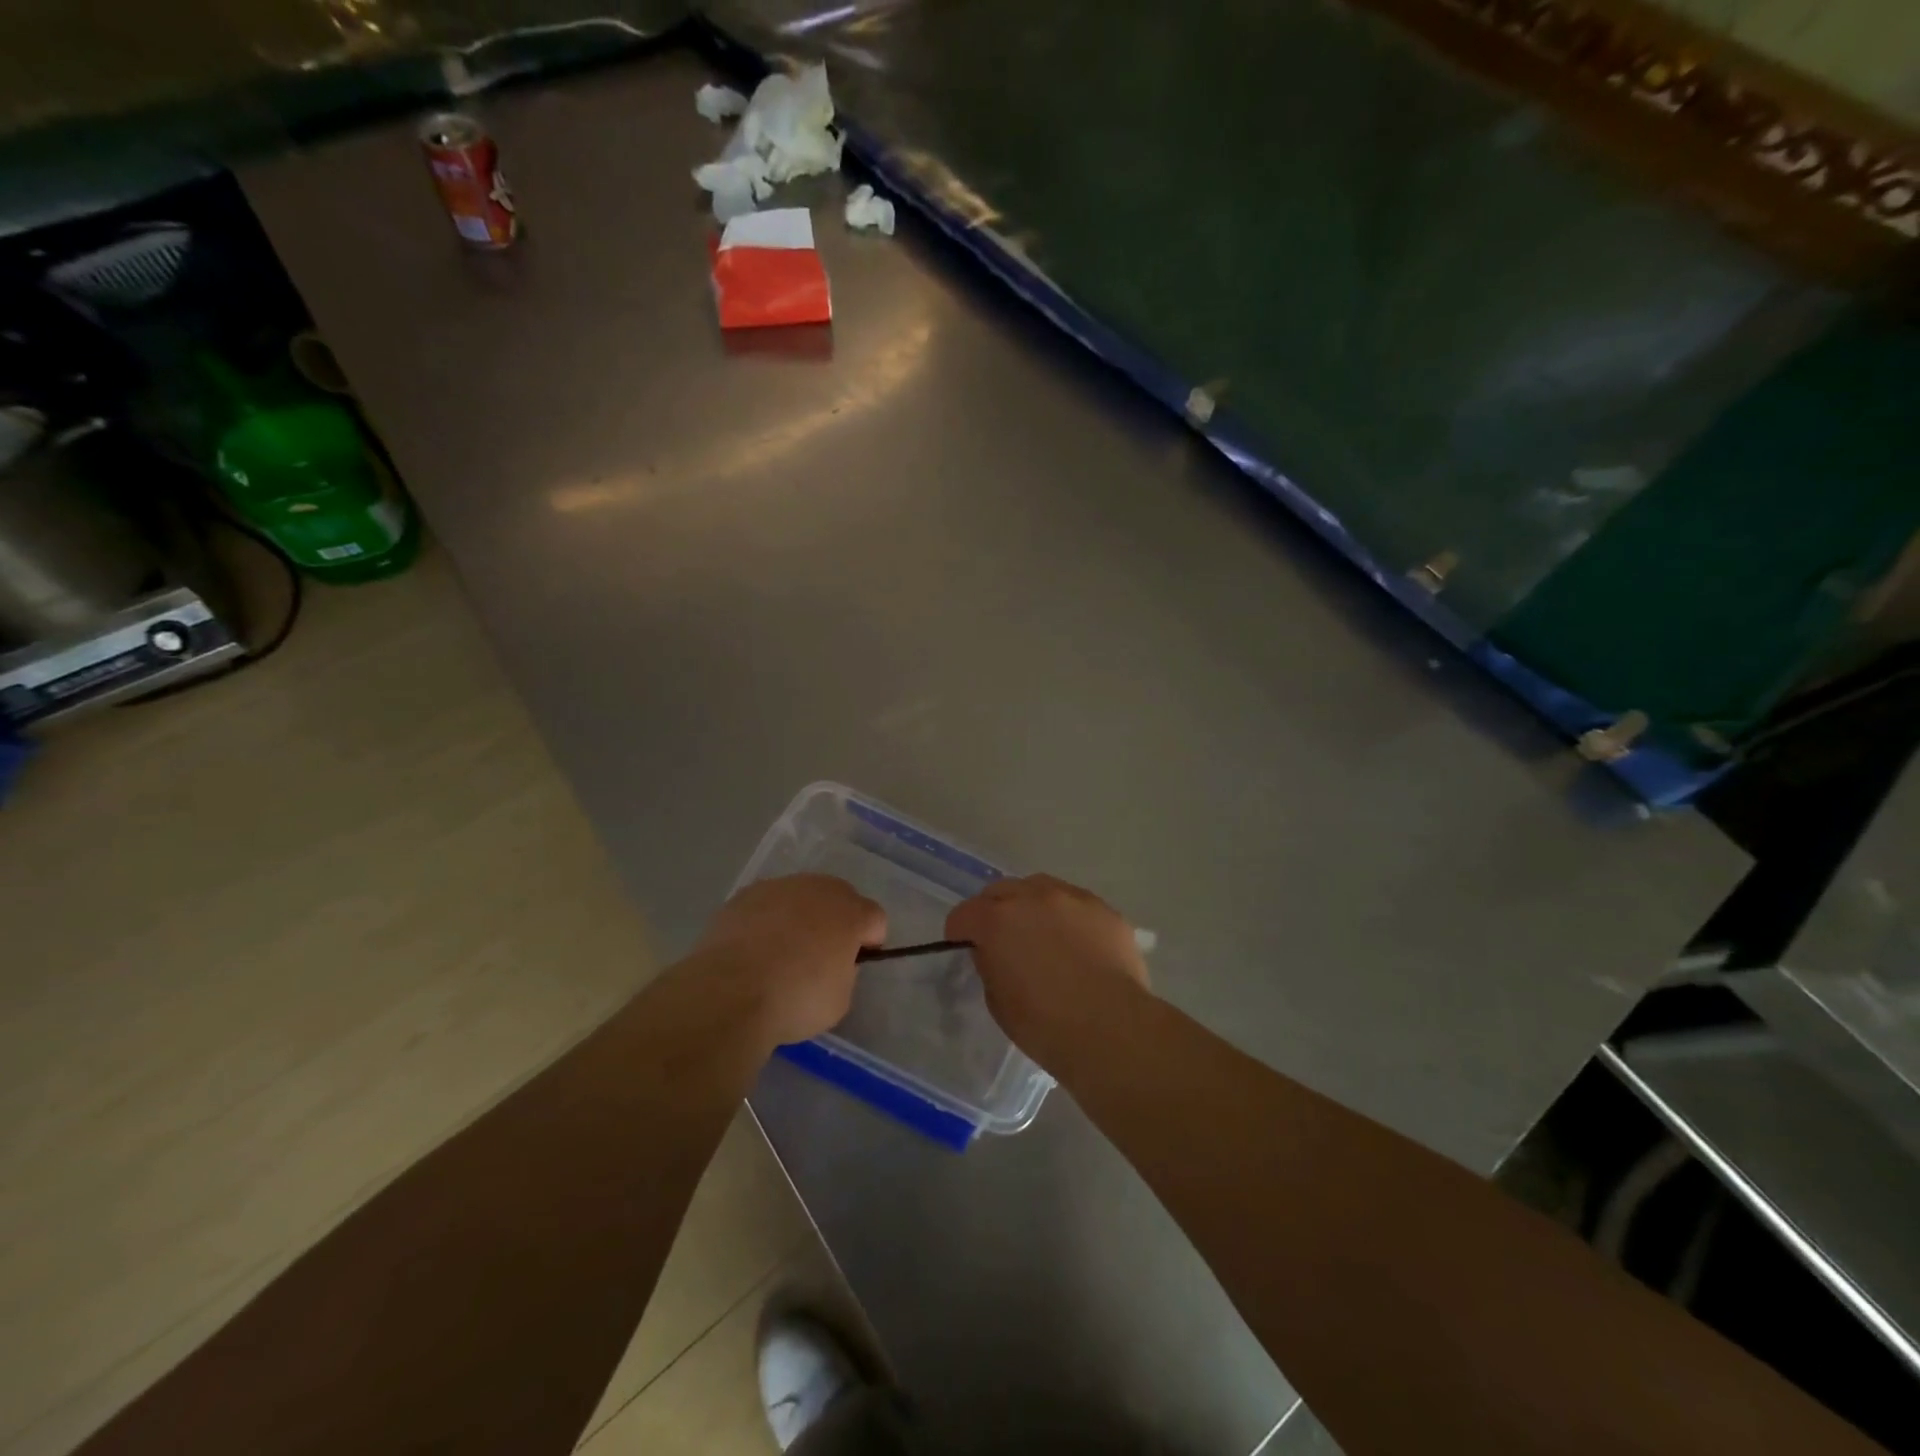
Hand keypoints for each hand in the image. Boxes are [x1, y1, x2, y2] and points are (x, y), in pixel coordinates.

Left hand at [690, 874, 885, 1049]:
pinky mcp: (744, 896)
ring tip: (780, 952)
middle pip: (838, 897)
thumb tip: (832, 964)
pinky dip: (766, 921)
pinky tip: (753, 949)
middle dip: (835, 921)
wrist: (730, 992)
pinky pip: (766, 905)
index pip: (875, 917)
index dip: (869, 941)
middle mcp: (818, 889)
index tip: (855, 963)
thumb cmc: (796, 999)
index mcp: (850, 912)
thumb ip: (845, 973)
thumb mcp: (840, 1000)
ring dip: (799, 917)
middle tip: (820, 955)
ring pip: (800, 897)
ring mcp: (779, 888)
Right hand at [947, 874, 1148, 1068]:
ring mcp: (1072, 898)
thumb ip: (990, 964)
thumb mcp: (998, 1002)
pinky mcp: (1105, 909)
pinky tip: (1079, 944)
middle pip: (1001, 890)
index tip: (966, 948)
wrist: (1111, 1029)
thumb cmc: (1045, 1025)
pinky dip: (1069, 917)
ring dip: (1033, 905)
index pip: (963, 914)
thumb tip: (995, 952)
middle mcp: (1033, 897)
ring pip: (1041, 888)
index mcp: (997, 920)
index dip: (960, 932)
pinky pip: (1077, 904)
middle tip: (1003, 939)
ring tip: (1043, 934)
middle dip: (994, 910)